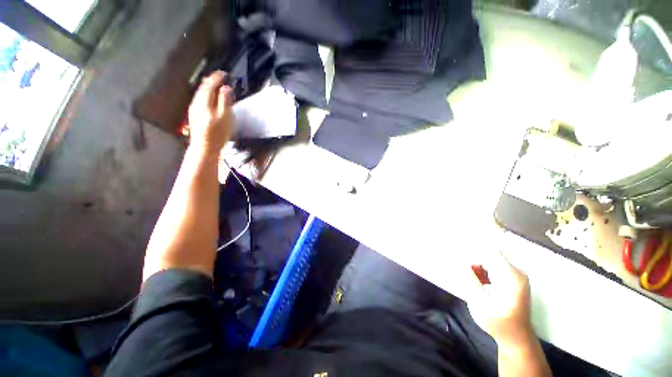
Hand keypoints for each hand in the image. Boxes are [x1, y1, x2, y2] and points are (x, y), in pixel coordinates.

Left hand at [187, 71, 233, 155]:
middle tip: (219, 77)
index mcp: (204, 102)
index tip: (224, 73)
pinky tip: (210, 98)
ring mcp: (194, 109)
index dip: (216, 78)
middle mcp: (196, 103)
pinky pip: (200, 99)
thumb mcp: (224, 117)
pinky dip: (206, 95)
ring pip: (200, 93)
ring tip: (215, 85)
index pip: (209, 85)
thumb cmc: (217, 134)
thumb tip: (225, 88)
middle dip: (211, 81)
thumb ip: (225, 101)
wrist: (204, 147)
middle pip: (203, 88)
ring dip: (208, 87)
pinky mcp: (194, 115)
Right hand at [466, 249, 533, 348]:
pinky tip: (479, 283)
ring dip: (477, 266)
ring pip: (490, 260)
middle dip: (473, 259)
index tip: (459, 249)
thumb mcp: (480, 303)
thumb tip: (460, 260)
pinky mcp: (513, 278)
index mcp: (511, 277)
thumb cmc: (498, 323)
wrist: (517, 338)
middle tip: (462, 270)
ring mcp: (516, 274)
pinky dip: (483, 271)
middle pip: (489, 255)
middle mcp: (516, 272)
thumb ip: (470, 279)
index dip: (473, 248)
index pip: (490, 252)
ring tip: (472, 280)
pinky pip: (494, 267)